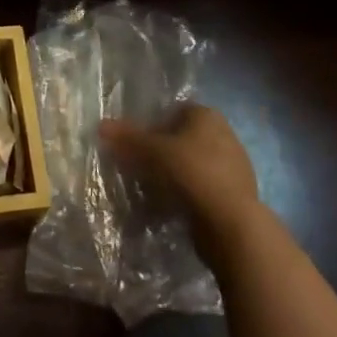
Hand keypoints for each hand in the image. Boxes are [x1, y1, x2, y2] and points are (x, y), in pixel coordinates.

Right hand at [100, 104, 259, 258]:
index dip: (151, 125)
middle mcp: (224, 134)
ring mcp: (233, 166)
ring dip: (172, 176)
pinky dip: (186, 195)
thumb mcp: (152, 151)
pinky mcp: (235, 195)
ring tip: (152, 192)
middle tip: (139, 169)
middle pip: (181, 139)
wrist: (231, 224)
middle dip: (160, 153)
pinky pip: (201, 188)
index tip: (135, 145)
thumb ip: (127, 138)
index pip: (173, 111)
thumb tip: (101, 125)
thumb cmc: (191, 173)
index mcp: (207, 115)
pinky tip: (171, 208)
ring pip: (191, 165)